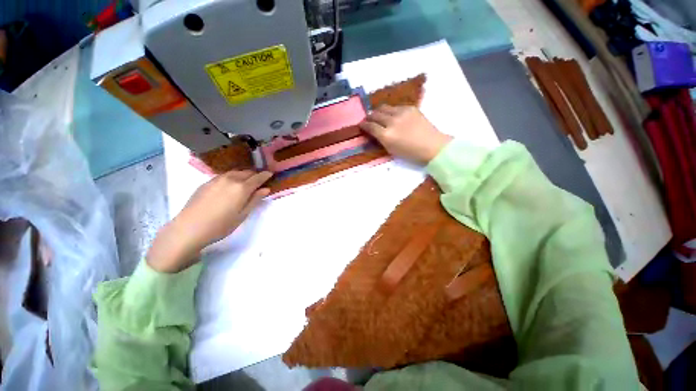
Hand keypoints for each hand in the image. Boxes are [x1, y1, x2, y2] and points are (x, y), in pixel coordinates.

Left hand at [147, 170, 271, 272]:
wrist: (189, 229)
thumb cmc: (221, 225)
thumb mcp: (243, 215)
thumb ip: (255, 200)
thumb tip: (266, 189)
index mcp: (242, 188)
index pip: (258, 177)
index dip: (265, 175)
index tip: (271, 174)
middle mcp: (230, 179)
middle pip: (247, 172)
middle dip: (255, 175)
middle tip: (259, 181)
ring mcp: (216, 179)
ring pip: (235, 172)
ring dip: (243, 175)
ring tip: (246, 182)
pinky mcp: (206, 182)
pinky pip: (224, 175)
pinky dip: (232, 177)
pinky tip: (230, 185)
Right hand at [359, 105, 452, 164]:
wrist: (432, 145)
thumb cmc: (411, 153)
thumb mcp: (391, 150)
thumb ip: (381, 140)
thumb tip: (374, 132)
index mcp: (386, 135)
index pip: (370, 126)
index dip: (363, 125)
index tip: (361, 125)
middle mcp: (391, 122)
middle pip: (375, 114)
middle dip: (369, 117)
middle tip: (368, 119)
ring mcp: (401, 113)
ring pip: (384, 107)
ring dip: (378, 111)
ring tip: (378, 115)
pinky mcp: (410, 108)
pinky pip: (395, 107)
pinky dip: (390, 111)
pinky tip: (392, 115)